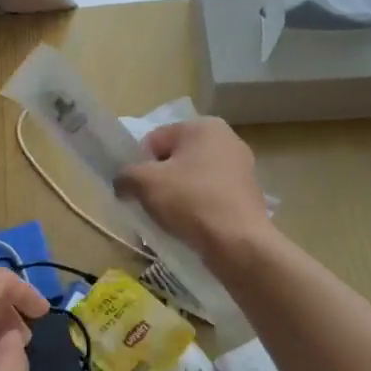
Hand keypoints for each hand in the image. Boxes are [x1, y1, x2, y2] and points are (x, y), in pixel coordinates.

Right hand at [115, 117, 270, 260]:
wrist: (238, 243)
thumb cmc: (190, 201)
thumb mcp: (144, 183)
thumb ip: (125, 176)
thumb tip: (122, 183)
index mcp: (203, 126)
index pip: (155, 140)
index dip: (140, 164)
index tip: (138, 189)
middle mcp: (227, 139)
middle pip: (175, 158)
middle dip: (160, 179)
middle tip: (151, 204)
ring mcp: (242, 168)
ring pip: (193, 179)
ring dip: (178, 195)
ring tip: (171, 219)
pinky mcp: (248, 195)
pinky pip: (211, 196)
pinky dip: (198, 208)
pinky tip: (192, 227)